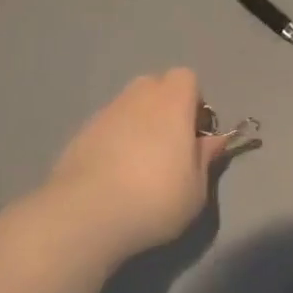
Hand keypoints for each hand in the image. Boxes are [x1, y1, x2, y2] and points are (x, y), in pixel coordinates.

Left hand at [47, 70, 227, 257]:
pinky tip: (113, 176)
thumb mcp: (196, 188)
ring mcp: (104, 114)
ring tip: (139, 166)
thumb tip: (213, 140)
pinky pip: (106, 128)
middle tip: (169, 147)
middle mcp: (137, 98)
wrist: (86, 215)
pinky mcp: (79, 134)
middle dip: (165, 108)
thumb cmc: (155, 199)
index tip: (194, 134)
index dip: (193, 101)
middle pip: (155, 86)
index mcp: (172, 103)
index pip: (186, 77)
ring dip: (138, 125)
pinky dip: (113, 141)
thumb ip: (205, 158)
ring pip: (128, 107)